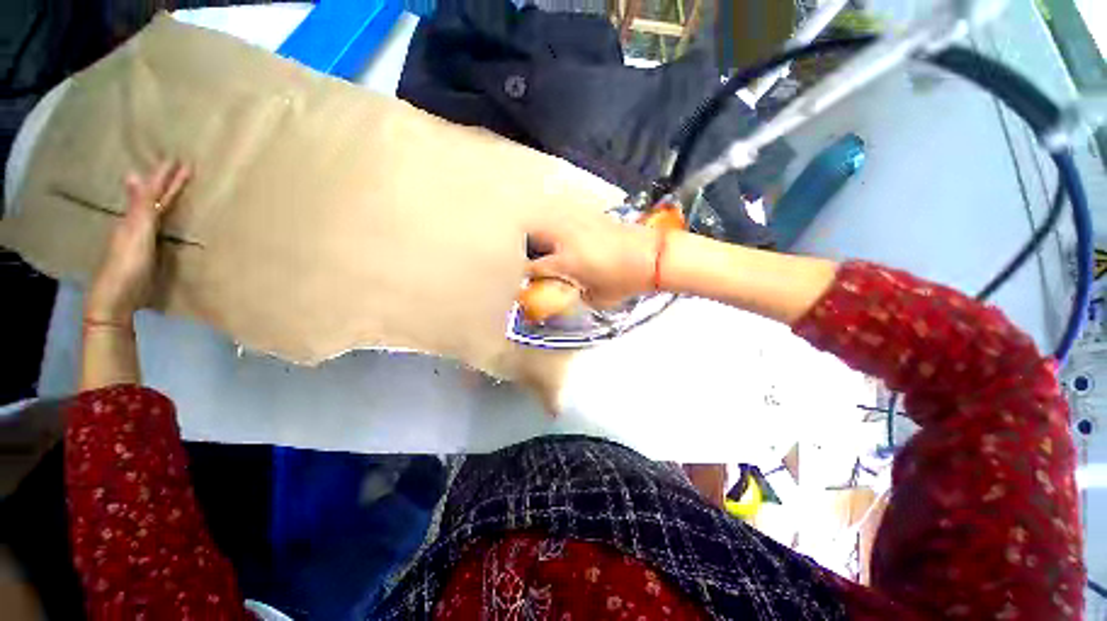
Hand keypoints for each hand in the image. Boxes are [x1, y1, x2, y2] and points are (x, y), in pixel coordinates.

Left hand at [86, 161, 190, 322]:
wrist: (116, 300)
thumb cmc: (127, 267)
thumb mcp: (134, 236)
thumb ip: (138, 209)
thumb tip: (134, 173)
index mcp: (136, 219)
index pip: (154, 193)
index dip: (164, 177)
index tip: (179, 160)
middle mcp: (137, 225)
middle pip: (154, 200)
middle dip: (167, 184)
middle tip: (181, 168)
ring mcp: (141, 239)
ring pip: (155, 212)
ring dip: (164, 198)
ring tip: (172, 187)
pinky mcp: (147, 252)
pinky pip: (158, 227)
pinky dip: (164, 217)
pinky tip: (164, 217)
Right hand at [525, 209, 658, 308]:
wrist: (652, 257)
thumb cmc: (624, 282)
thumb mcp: (596, 298)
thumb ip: (575, 294)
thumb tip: (565, 291)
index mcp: (566, 262)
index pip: (533, 266)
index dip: (523, 273)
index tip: (520, 276)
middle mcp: (566, 237)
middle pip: (531, 232)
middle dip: (520, 241)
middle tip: (518, 249)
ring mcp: (577, 221)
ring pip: (544, 215)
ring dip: (534, 224)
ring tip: (530, 233)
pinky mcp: (589, 214)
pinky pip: (562, 209)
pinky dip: (552, 215)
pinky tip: (554, 223)